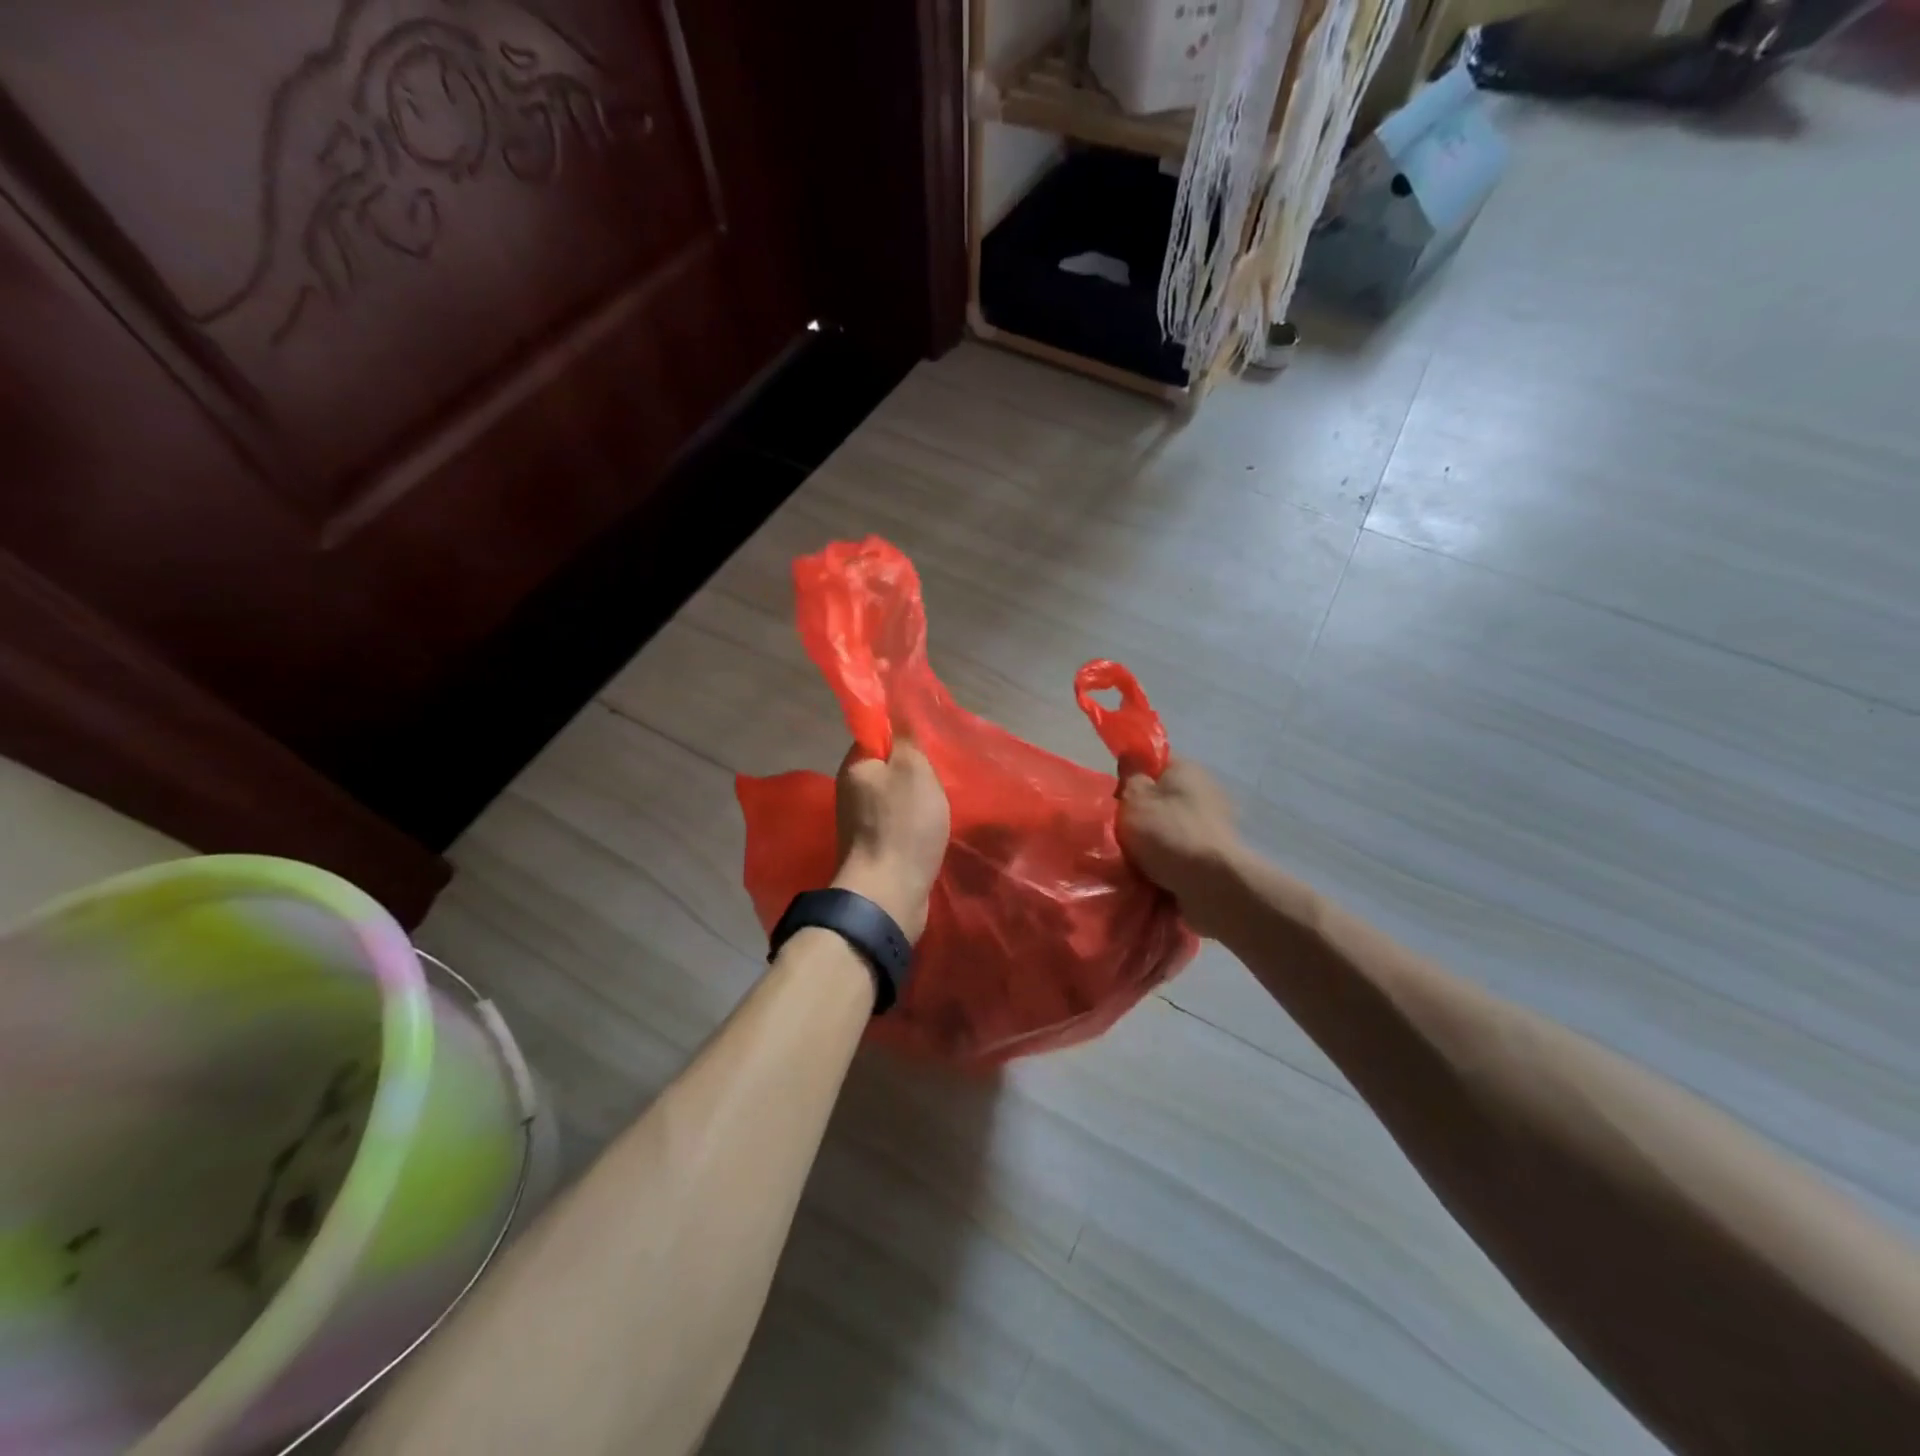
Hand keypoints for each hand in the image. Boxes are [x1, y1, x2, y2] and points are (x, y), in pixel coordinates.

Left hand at [832, 739, 950, 942]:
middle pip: (888, 766)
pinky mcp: (875, 848)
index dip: (903, 733)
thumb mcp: (913, 769)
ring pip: (895, 796)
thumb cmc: (902, 826)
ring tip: (943, 802)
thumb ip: (907, 738)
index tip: (929, 741)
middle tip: (942, 774)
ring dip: (918, 798)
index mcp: (855, 766)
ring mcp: (861, 822)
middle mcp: (852, 791)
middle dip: (915, 769)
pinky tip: (933, 828)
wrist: (889, 894)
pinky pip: (898, 823)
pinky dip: (916, 823)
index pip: (876, 733)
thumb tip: (898, 712)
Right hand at [1117, 757, 1242, 934]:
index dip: (1131, 777)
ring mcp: (1212, 827)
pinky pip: (1179, 856)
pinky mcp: (1214, 858)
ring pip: (1168, 830)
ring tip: (1129, 860)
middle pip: (1160, 799)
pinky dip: (1165, 865)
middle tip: (1118, 831)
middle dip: (1138, 816)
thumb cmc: (1169, 833)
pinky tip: (1148, 876)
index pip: (1153, 763)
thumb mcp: (1136, 798)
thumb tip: (1131, 757)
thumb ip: (1130, 776)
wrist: (1211, 886)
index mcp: (1187, 771)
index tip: (1116, 798)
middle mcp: (1204, 794)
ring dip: (1151, 844)